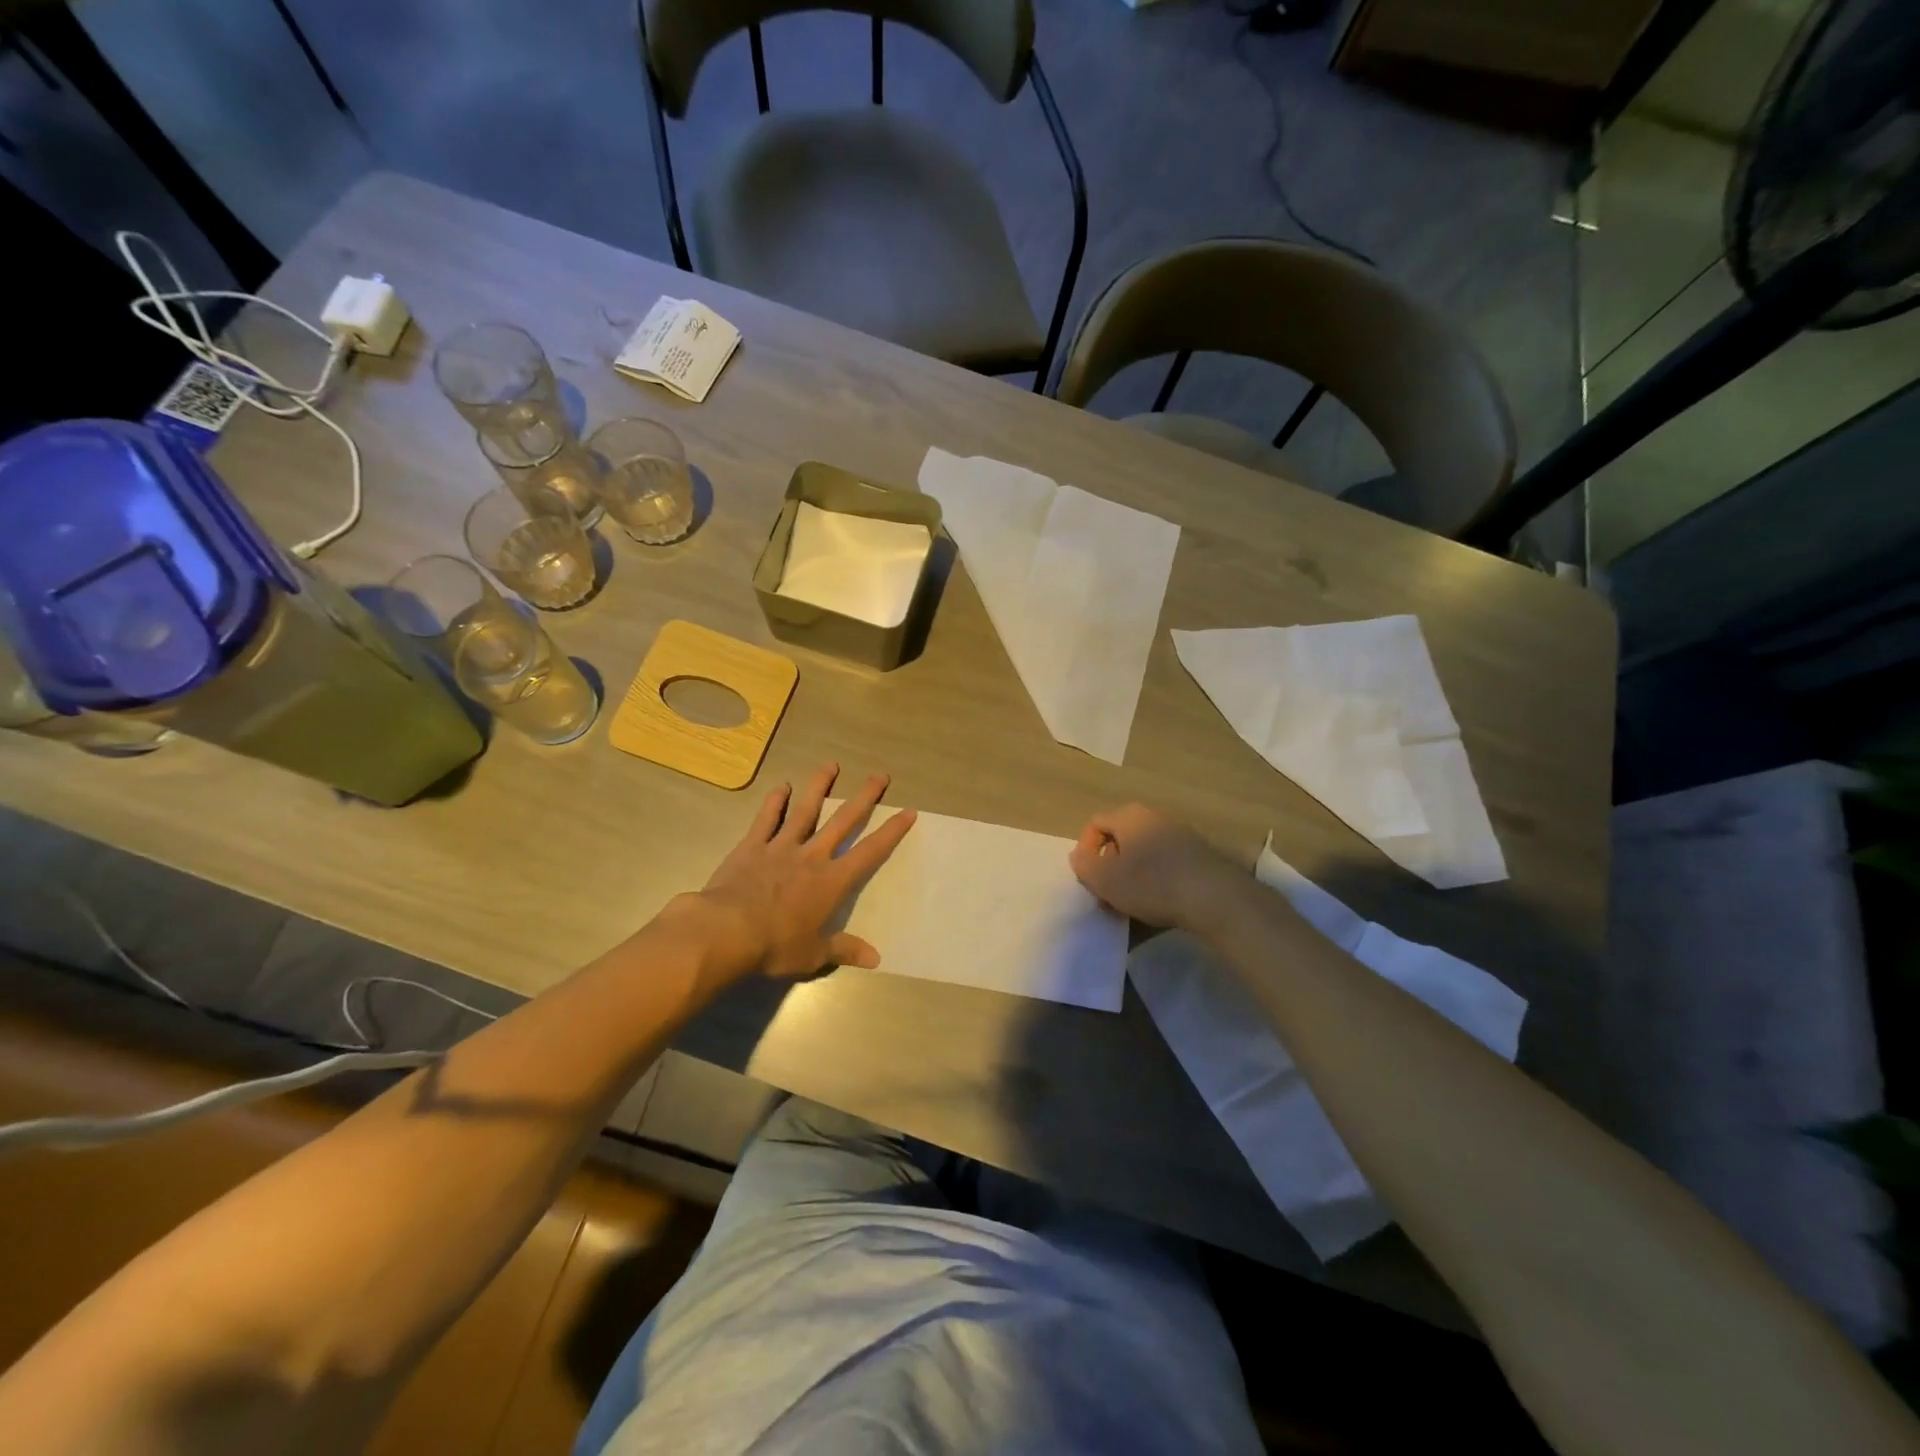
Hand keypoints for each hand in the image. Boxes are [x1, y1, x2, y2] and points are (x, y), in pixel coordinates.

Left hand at [697, 764, 916, 980]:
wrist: (727, 931)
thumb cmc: (776, 945)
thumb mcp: (814, 955)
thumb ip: (845, 950)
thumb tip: (876, 959)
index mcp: (832, 881)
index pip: (869, 852)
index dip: (891, 832)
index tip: (908, 812)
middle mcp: (812, 856)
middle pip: (843, 821)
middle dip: (864, 797)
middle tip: (880, 776)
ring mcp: (781, 847)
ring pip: (805, 810)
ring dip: (820, 787)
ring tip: (831, 765)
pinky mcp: (752, 846)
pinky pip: (766, 819)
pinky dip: (775, 802)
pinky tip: (782, 786)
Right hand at [1068, 804, 1239, 929]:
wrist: (1216, 898)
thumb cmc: (1152, 884)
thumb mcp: (1105, 879)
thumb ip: (1084, 865)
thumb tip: (1081, 855)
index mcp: (1130, 816)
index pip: (1096, 823)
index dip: (1085, 850)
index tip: (1089, 878)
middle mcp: (1155, 818)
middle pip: (1121, 839)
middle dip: (1110, 867)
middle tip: (1108, 895)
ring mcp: (1181, 835)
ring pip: (1144, 855)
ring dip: (1132, 878)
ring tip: (1132, 906)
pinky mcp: (1199, 856)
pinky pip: (1166, 866)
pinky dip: (1156, 882)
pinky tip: (1159, 907)